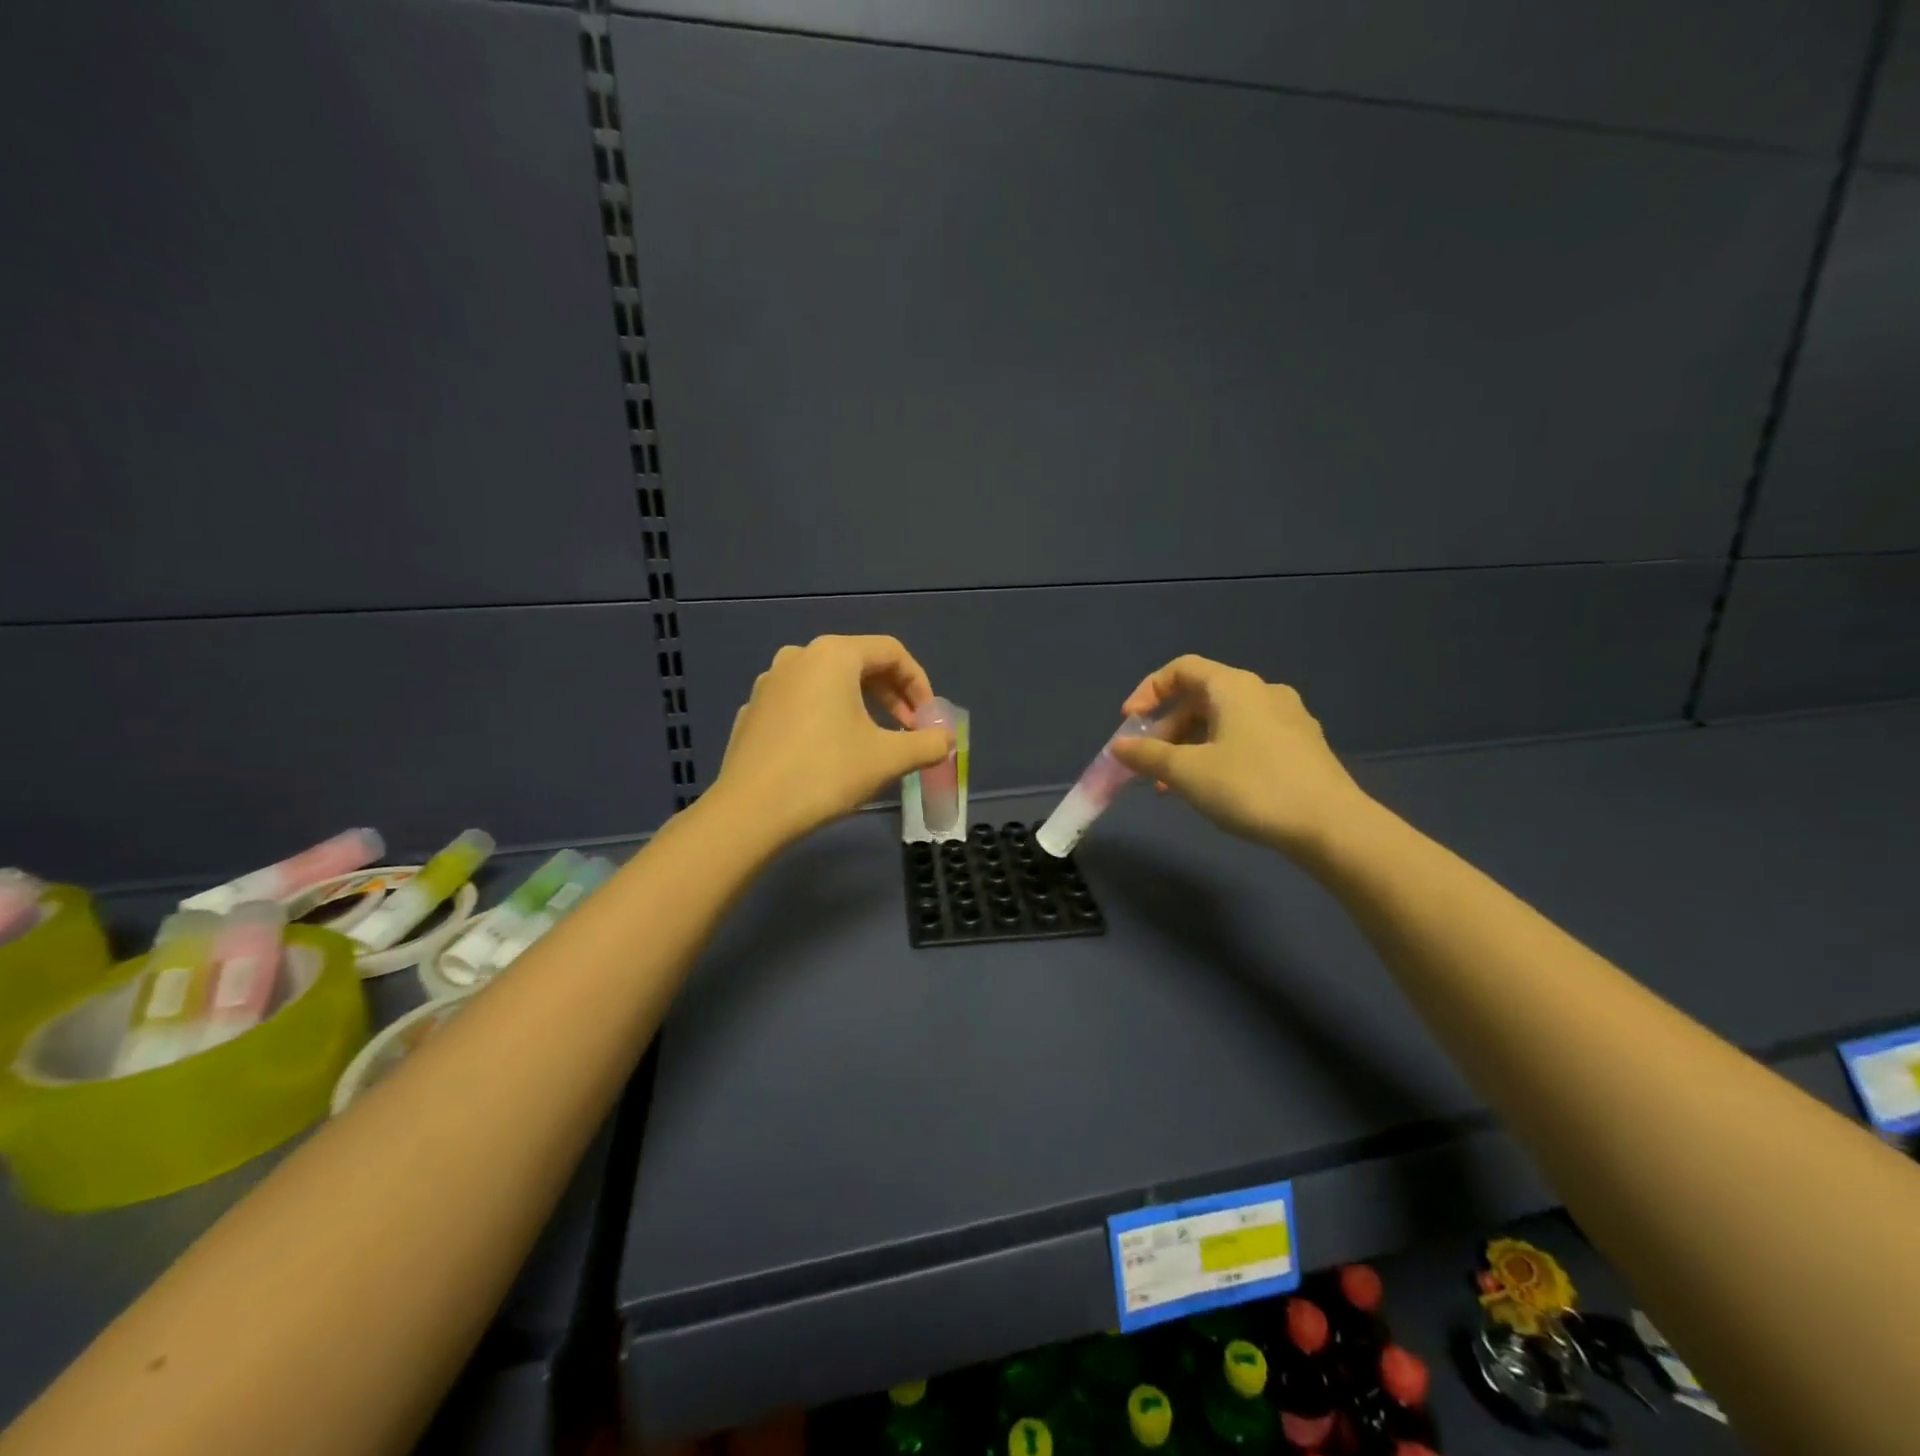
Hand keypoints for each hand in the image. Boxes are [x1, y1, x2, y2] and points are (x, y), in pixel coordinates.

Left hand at [709, 635, 952, 845]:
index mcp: (833, 655)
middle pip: (859, 664)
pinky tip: (831, 752)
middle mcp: (799, 657)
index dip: (919, 683)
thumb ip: (927, 744)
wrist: (750, 811)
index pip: (891, 652)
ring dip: (861, 706)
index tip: (929, 719)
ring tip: (875, 741)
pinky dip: (827, 717)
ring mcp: (770, 683)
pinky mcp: (754, 710)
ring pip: (829, 683)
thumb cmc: (825, 773)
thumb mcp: (888, 758)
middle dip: (892, 696)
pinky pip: (802, 703)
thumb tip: (946, 741)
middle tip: (909, 731)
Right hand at [1107, 655, 1373, 859]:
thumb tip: (1118, 746)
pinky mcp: (1302, 747)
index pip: (1181, 669)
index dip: (1148, 691)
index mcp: (1234, 686)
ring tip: (1172, 786)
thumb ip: (1147, 755)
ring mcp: (1288, 719)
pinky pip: (1247, 739)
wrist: (1331, 826)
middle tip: (1147, 763)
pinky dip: (1219, 755)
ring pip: (1224, 722)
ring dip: (1190, 747)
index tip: (1129, 724)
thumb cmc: (1251, 787)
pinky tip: (1212, 790)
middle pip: (1201, 698)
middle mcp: (1263, 692)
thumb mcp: (1187, 772)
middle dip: (1166, 729)